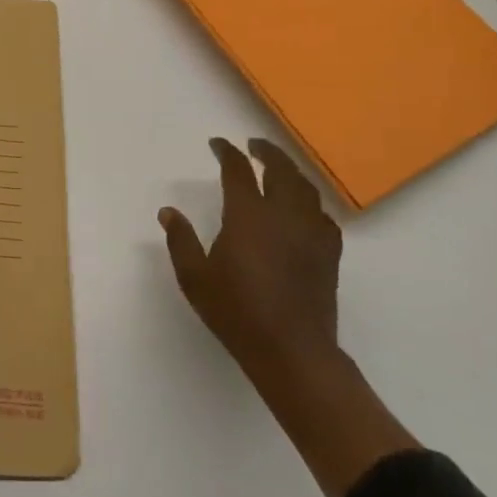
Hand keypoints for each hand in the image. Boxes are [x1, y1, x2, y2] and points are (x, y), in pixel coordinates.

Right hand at [161, 138, 416, 496]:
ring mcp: (310, 232)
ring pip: (305, 187)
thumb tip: (168, 212)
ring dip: (290, 171)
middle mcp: (282, 214)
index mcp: (248, 214)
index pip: (238, 169)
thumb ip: (180, 241)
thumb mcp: (195, 278)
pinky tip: (303, 211)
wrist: (292, 352)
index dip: (227, 151)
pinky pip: (322, 215)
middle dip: (266, 151)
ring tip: (279, 169)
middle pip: (280, 168)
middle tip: (254, 144)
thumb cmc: (237, 312)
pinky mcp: (329, 253)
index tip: (217, 144)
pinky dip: (310, 203)